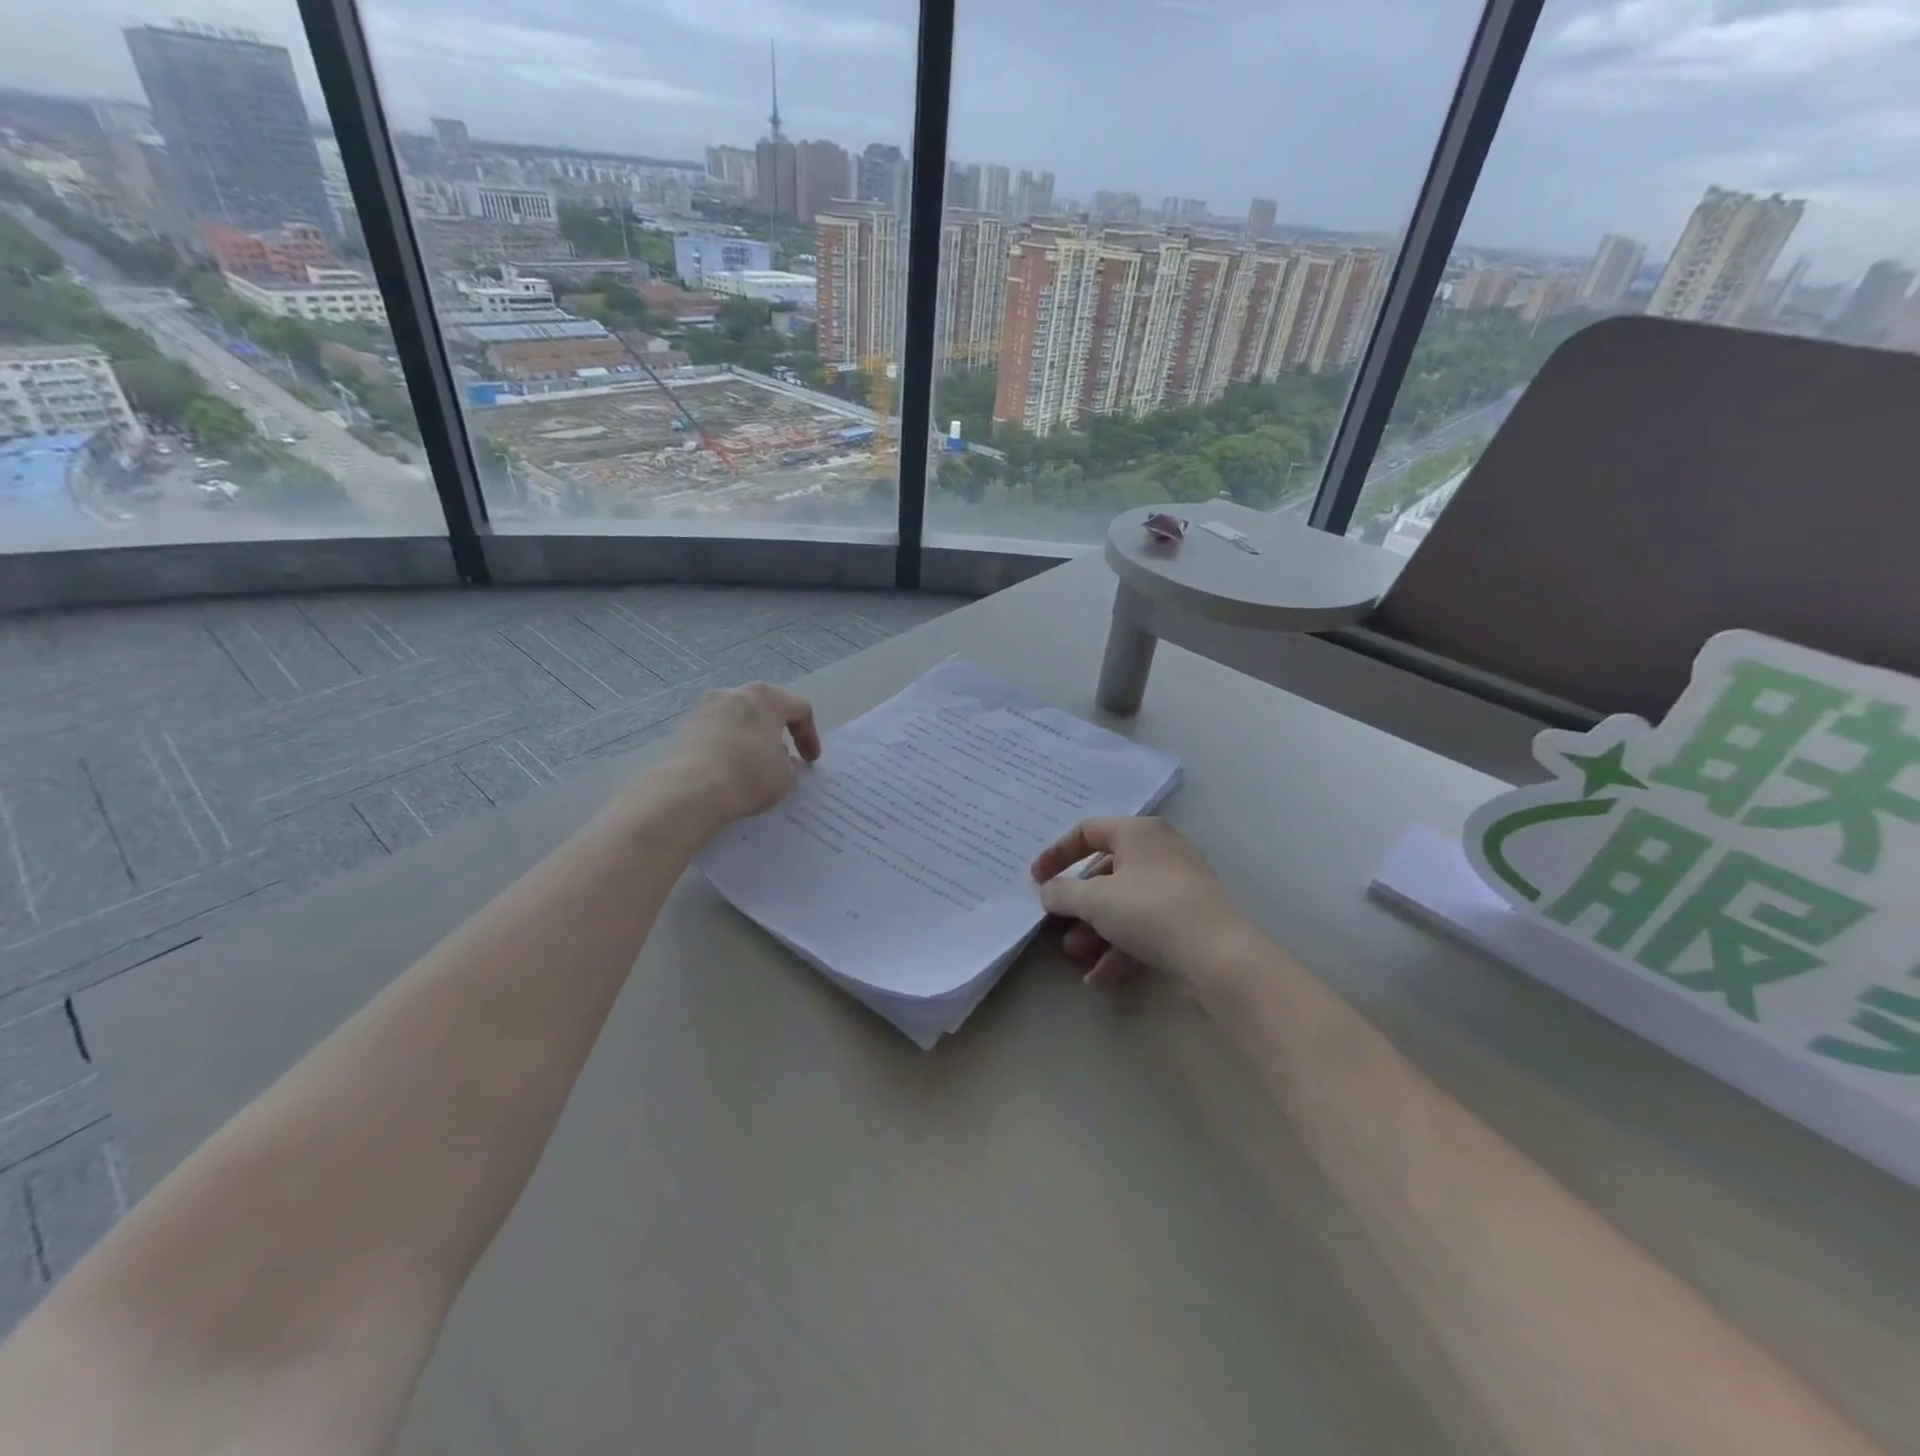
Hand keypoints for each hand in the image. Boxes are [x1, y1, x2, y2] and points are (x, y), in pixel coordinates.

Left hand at [662, 682, 821, 825]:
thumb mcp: (785, 777)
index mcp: (767, 698)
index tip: (810, 761)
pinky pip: (716, 732)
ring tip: (754, 763)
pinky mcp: (685, 725)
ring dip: (750, 737)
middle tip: (784, 755)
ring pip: (738, 718)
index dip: (810, 736)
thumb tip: (783, 759)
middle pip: (766, 708)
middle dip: (777, 731)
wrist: (691, 790)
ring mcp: (706, 707)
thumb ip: (790, 765)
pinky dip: (727, 745)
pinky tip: (729, 768)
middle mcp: (736, 693)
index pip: (800, 709)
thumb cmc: (749, 776)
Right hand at [1030, 817, 1255, 989]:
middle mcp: (1158, 852)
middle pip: (1104, 872)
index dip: (1057, 854)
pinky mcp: (1185, 920)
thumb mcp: (1095, 900)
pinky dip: (1119, 948)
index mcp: (1138, 833)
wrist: (1218, 956)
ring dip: (1094, 930)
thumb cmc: (1150, 911)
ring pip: (1122, 904)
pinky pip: (1142, 927)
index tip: (1036, 880)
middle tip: (1055, 926)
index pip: (1087, 831)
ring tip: (1075, 956)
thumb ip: (1063, 893)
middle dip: (1077, 904)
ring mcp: (1175, 887)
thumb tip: (1048, 892)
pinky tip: (1100, 978)